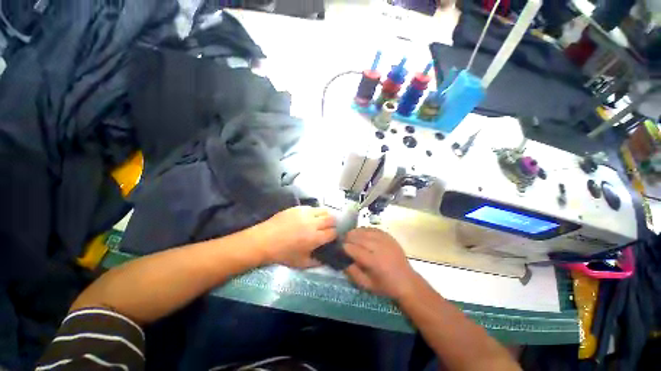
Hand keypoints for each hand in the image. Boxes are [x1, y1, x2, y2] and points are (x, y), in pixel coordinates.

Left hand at [258, 206, 336, 268]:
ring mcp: (306, 213)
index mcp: (315, 238)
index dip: (335, 234)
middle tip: (329, 228)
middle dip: (333, 223)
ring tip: (322, 220)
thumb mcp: (301, 264)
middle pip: (331, 219)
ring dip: (326, 216)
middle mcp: (313, 223)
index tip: (332, 236)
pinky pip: (312, 207)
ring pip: (324, 210)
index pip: (333, 232)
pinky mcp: (298, 208)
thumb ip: (317, 262)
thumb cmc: (283, 254)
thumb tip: (326, 259)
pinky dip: (315, 212)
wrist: (264, 240)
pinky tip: (310, 217)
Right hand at [343, 228, 419, 299]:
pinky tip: (361, 232)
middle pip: (359, 238)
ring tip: (350, 235)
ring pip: (366, 231)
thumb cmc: (385, 286)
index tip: (339, 247)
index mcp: (374, 262)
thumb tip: (343, 260)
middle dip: (348, 237)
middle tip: (342, 240)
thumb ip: (353, 273)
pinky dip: (365, 229)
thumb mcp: (366, 285)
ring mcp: (385, 241)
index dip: (345, 247)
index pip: (355, 250)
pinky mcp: (389, 237)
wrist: (406, 281)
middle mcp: (380, 248)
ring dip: (356, 232)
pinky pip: (374, 229)